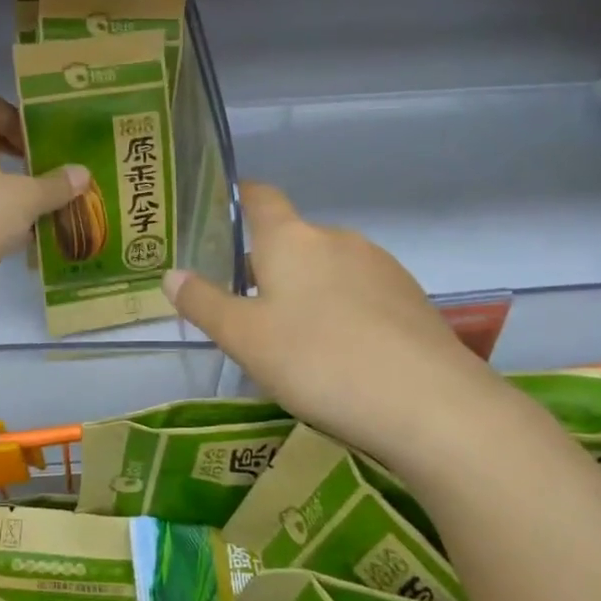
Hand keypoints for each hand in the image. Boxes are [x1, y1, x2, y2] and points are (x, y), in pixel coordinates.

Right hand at [162, 183, 501, 458]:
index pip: (262, 197)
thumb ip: (204, 304)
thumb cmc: (318, 361)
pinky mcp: (411, 299)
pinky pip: (362, 293)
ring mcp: (381, 266)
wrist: (429, 404)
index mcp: (291, 239)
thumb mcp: (245, 339)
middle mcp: (336, 239)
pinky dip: (345, 311)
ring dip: (309, 291)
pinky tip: (345, 356)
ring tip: (298, 343)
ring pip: (329, 269)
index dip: (243, 197)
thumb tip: (171, 274)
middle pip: (294, 240)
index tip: (229, 208)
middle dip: (270, 266)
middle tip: (250, 312)